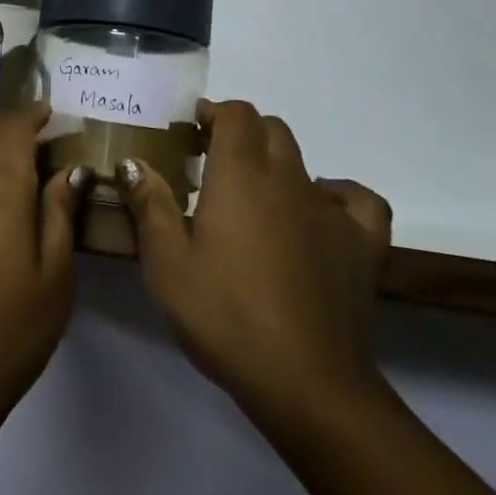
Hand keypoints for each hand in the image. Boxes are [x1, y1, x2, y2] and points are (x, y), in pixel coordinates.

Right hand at [118, 99, 392, 430]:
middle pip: (271, 129)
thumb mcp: (167, 264)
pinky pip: (358, 202)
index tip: (193, 131)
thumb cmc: (225, 315)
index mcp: (241, 174)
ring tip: (257, 199)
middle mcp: (288, 178)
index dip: (215, 113)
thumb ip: (150, 205)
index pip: (236, 114)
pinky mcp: (362, 245)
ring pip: (306, 162)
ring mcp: (331, 210)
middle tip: (215, 164)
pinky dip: (339, 198)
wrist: (306, 382)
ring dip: (278, 166)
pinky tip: (321, 216)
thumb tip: (133, 162)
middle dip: (242, 134)